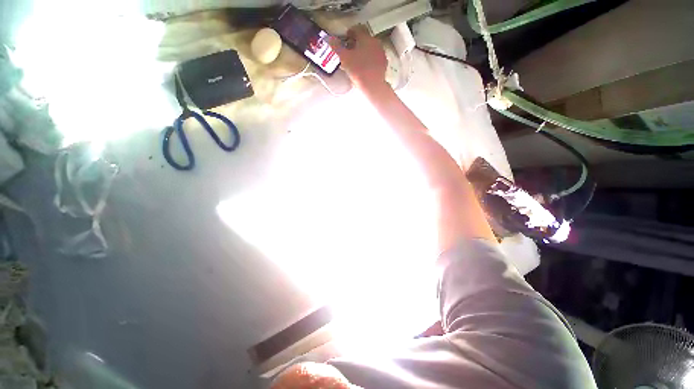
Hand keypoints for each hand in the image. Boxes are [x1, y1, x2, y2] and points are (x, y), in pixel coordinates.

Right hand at [329, 26, 387, 88]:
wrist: (373, 86)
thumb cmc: (358, 70)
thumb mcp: (344, 58)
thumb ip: (336, 47)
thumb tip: (329, 38)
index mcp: (366, 38)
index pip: (357, 29)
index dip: (350, 32)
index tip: (345, 39)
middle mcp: (375, 42)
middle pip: (364, 39)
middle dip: (356, 43)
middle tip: (349, 51)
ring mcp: (381, 53)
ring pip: (370, 48)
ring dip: (363, 52)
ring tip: (356, 61)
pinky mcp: (384, 64)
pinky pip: (375, 58)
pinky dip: (369, 60)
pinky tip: (364, 68)